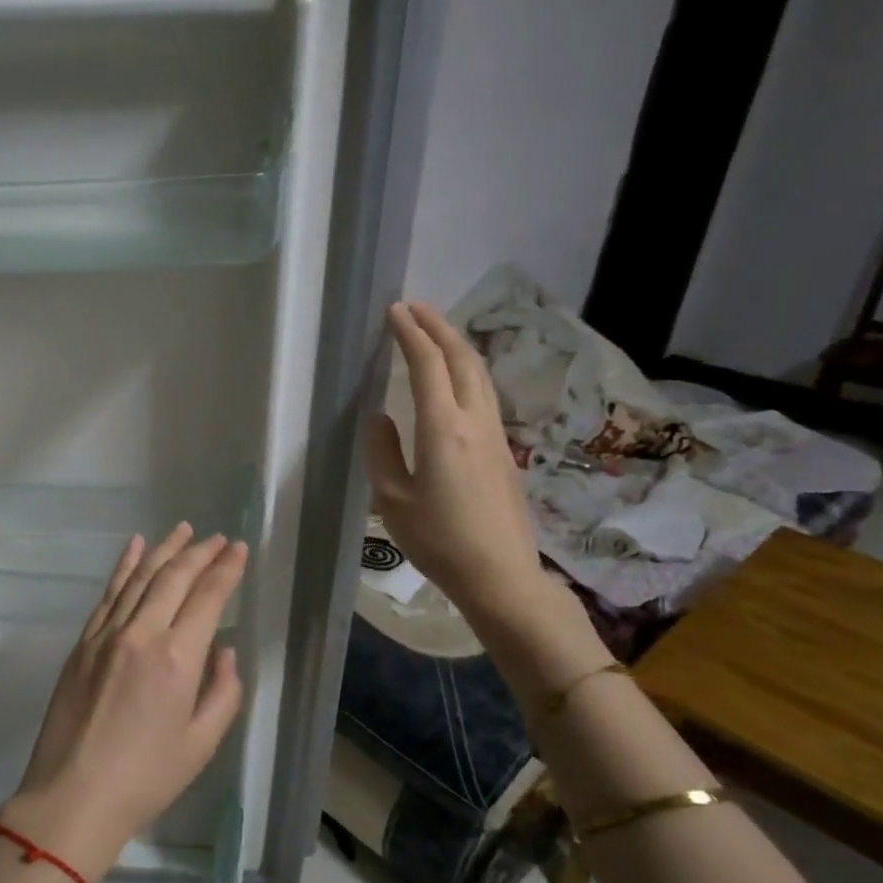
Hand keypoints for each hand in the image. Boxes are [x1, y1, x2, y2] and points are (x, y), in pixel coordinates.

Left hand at [0, 524, 248, 882]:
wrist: (73, 795)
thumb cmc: (146, 778)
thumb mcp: (202, 743)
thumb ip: (223, 691)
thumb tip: (222, 649)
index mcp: (177, 659)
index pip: (207, 597)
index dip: (225, 569)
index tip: (238, 549)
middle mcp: (141, 634)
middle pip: (173, 577)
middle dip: (199, 552)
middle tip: (217, 537)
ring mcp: (106, 634)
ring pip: (139, 577)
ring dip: (163, 549)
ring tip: (183, 529)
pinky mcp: (83, 642)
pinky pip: (108, 593)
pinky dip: (123, 566)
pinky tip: (134, 546)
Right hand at [365, 301, 546, 619]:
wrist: (500, 574)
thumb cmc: (438, 540)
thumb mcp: (393, 500)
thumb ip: (382, 452)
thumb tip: (380, 417)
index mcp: (442, 430)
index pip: (428, 366)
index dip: (411, 334)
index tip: (395, 311)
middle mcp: (474, 422)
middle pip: (462, 359)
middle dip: (439, 327)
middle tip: (415, 308)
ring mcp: (494, 435)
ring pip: (479, 374)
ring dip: (456, 346)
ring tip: (434, 333)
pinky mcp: (502, 451)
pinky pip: (483, 395)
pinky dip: (465, 371)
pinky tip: (452, 379)